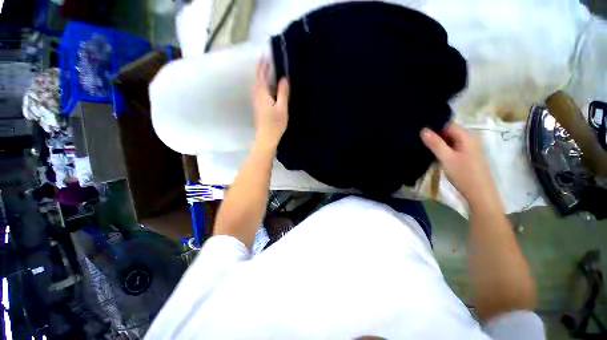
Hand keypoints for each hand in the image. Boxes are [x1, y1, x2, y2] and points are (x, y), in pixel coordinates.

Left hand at [253, 59, 289, 148]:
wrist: (266, 138)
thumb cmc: (275, 124)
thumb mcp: (282, 108)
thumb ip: (283, 92)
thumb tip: (283, 79)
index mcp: (262, 95)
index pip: (261, 77)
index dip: (263, 67)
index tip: (265, 57)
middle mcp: (257, 96)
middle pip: (257, 79)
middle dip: (260, 69)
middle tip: (264, 60)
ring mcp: (256, 101)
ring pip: (257, 85)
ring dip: (260, 76)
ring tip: (265, 68)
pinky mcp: (258, 105)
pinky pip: (258, 90)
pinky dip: (261, 83)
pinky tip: (266, 83)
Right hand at [420, 123, 498, 206]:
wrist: (482, 196)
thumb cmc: (465, 176)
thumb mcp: (447, 159)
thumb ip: (435, 144)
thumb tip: (423, 130)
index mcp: (465, 134)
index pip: (447, 124)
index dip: (435, 129)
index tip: (425, 139)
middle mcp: (471, 138)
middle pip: (451, 133)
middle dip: (440, 139)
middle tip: (428, 149)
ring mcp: (474, 149)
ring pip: (455, 143)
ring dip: (445, 148)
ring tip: (435, 156)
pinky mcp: (474, 159)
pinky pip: (460, 151)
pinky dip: (452, 154)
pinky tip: (447, 163)